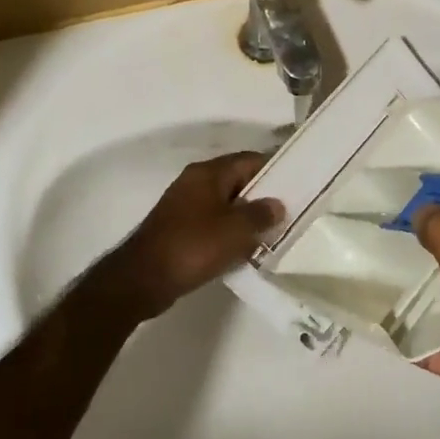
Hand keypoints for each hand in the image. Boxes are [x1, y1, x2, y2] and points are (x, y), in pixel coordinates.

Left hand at [96, 151, 283, 319]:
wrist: (142, 278)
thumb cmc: (193, 246)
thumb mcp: (236, 230)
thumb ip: (261, 214)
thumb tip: (277, 204)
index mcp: (208, 173)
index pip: (249, 160)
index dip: (275, 170)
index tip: (297, 184)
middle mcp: (195, 182)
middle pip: (237, 181)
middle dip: (262, 196)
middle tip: (287, 213)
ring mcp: (184, 205)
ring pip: (225, 204)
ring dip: (245, 217)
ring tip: (270, 234)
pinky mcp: (179, 228)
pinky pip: (212, 223)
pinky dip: (229, 232)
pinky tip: (243, 250)